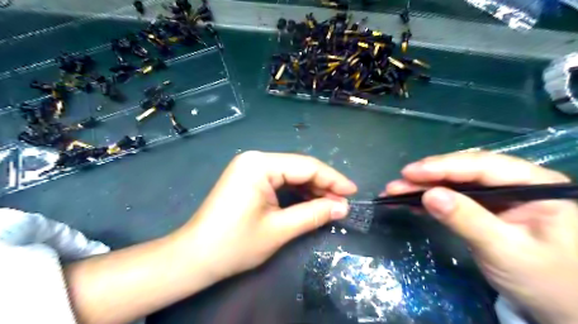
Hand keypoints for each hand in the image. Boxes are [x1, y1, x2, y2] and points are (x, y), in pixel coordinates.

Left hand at [174, 151, 359, 280]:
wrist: (195, 257)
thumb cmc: (235, 244)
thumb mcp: (279, 230)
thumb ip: (314, 214)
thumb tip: (343, 207)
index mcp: (259, 164)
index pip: (306, 166)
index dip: (333, 179)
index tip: (353, 192)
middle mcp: (255, 159)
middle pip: (299, 168)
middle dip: (323, 185)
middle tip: (343, 202)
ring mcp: (250, 168)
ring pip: (291, 174)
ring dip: (311, 189)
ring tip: (331, 203)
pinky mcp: (248, 178)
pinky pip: (279, 180)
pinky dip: (296, 191)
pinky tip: (310, 201)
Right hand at [383, 151, 577, 323]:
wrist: (561, 308)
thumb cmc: (545, 280)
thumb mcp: (506, 250)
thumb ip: (468, 220)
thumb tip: (429, 195)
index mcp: (534, 184)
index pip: (483, 166)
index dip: (443, 166)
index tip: (411, 172)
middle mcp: (514, 183)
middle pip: (464, 170)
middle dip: (427, 176)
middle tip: (396, 183)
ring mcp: (497, 195)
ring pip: (453, 182)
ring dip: (422, 186)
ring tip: (394, 191)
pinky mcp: (483, 208)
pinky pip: (452, 197)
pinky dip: (429, 199)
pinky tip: (409, 201)